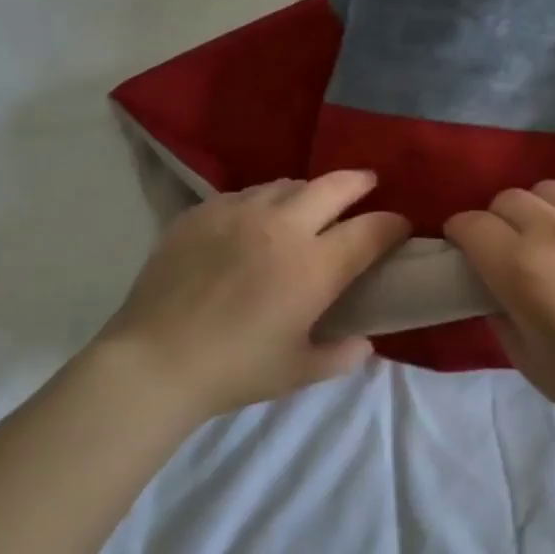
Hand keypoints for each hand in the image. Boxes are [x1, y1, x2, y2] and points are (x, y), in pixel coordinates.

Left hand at [93, 170, 410, 423]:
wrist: (154, 360)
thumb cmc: (234, 370)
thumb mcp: (298, 371)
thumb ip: (341, 355)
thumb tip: (363, 342)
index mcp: (314, 266)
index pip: (370, 231)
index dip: (392, 225)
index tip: (400, 226)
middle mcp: (282, 226)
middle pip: (333, 186)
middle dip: (359, 182)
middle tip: (368, 185)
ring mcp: (238, 212)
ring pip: (287, 183)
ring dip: (309, 191)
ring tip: (310, 204)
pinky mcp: (202, 212)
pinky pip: (244, 193)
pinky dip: (264, 201)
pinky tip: (256, 220)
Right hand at [444, 175, 554, 440]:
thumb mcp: (523, 356)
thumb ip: (497, 308)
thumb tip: (493, 281)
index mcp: (520, 268)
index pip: (471, 225)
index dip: (462, 236)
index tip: (467, 250)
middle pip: (508, 199)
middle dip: (499, 222)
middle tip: (511, 248)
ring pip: (551, 188)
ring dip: (542, 210)